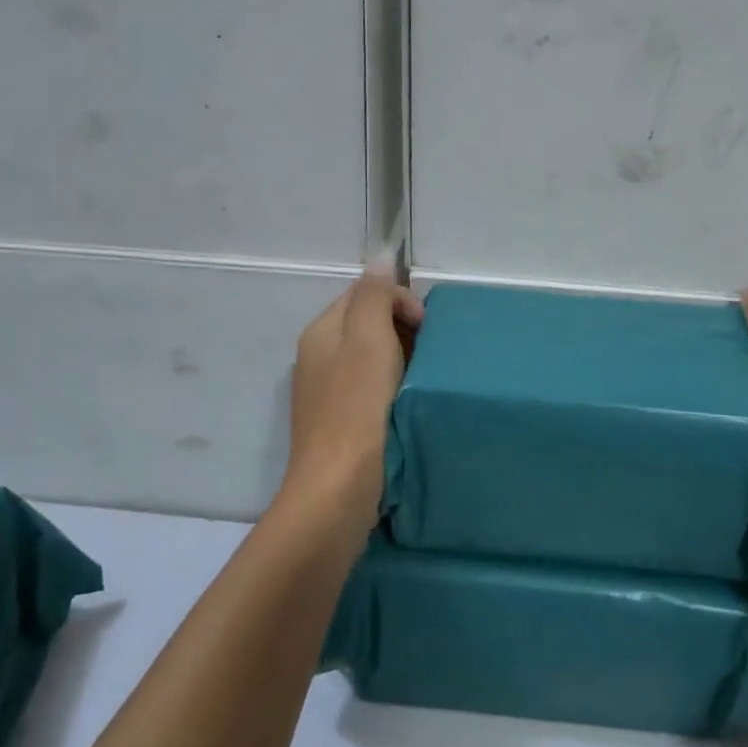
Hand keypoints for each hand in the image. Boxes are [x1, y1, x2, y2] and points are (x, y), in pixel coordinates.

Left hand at [283, 271, 422, 519]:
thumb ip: (374, 297)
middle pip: (365, 324)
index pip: (363, 293)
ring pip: (369, 357)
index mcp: (321, 332)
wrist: (337, 489)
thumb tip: (380, 257)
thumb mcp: (367, 340)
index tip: (427, 329)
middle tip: (429, 354)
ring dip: (400, 359)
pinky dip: (391, 387)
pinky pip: (369, 388)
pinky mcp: (339, 422)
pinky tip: (406, 404)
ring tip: (422, 378)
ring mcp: (326, 392)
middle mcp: (317, 357)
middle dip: (402, 329)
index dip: (399, 301)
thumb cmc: (357, 409)